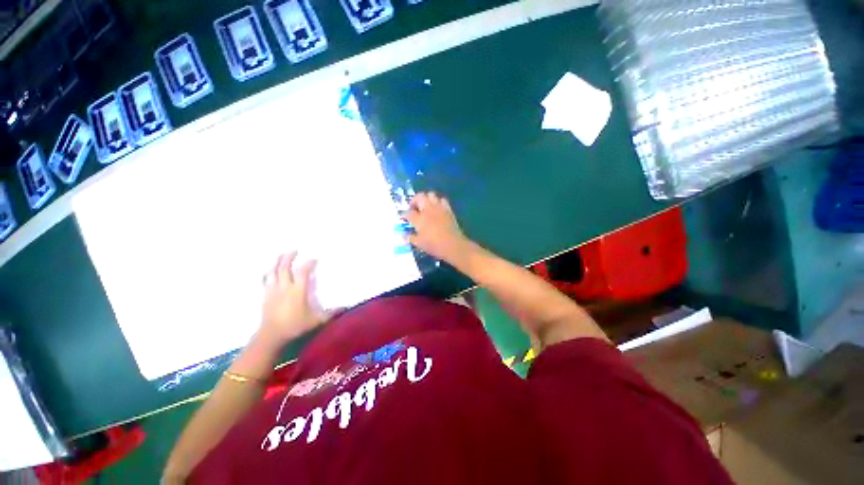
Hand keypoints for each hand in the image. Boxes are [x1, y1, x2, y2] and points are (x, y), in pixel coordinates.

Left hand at [259, 252, 329, 345]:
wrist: (271, 335)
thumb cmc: (295, 326)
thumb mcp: (316, 320)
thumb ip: (330, 313)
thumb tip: (345, 307)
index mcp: (298, 290)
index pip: (303, 272)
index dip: (309, 263)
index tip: (314, 259)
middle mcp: (285, 287)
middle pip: (285, 267)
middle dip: (289, 257)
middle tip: (294, 250)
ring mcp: (273, 291)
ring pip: (273, 272)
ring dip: (276, 262)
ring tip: (280, 255)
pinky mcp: (265, 296)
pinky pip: (264, 281)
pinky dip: (266, 274)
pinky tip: (267, 271)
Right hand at [405, 192, 471, 263]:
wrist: (453, 245)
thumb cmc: (434, 245)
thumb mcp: (419, 244)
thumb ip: (410, 238)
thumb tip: (403, 236)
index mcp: (419, 219)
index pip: (408, 213)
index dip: (404, 214)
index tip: (403, 217)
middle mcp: (428, 210)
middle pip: (419, 197)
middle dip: (414, 200)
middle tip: (414, 208)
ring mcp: (439, 208)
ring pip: (431, 194)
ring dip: (426, 198)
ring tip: (425, 206)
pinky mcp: (448, 209)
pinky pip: (442, 200)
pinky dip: (438, 202)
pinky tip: (437, 208)